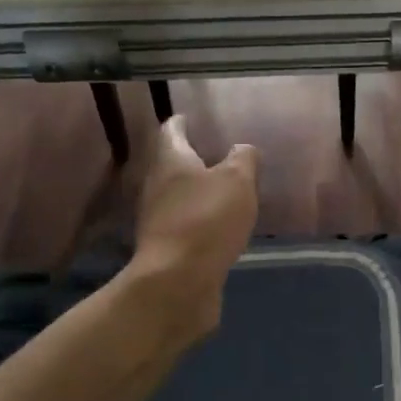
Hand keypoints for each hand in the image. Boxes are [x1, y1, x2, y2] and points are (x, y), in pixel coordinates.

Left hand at [131, 117, 258, 335]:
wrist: (177, 282)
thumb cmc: (207, 220)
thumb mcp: (237, 181)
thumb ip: (243, 160)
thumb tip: (243, 149)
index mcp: (171, 161)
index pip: (171, 132)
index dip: (181, 123)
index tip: (189, 117)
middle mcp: (157, 186)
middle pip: (170, 164)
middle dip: (189, 158)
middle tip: (213, 153)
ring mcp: (157, 220)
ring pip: (176, 196)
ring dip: (195, 191)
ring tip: (221, 189)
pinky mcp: (166, 249)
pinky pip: (184, 224)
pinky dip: (199, 219)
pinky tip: (218, 226)